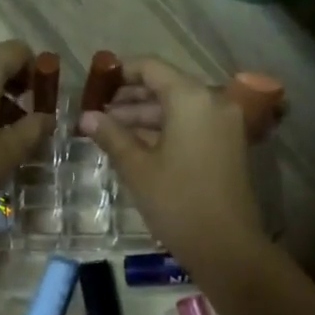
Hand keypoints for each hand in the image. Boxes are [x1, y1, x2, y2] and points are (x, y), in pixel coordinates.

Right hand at [77, 57, 266, 275]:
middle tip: (96, 113)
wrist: (226, 246)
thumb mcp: (137, 167)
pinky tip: (135, 146)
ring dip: (144, 117)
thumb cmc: (177, 201)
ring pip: (177, 108)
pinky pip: (191, 125)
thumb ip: (111, 135)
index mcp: (191, 98)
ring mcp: (224, 124)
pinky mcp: (227, 145)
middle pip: (165, 87)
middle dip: (129, 99)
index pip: (151, 68)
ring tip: (108, 132)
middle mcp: (213, 102)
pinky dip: (164, 130)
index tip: (94, 84)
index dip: (120, 72)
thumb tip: (87, 117)